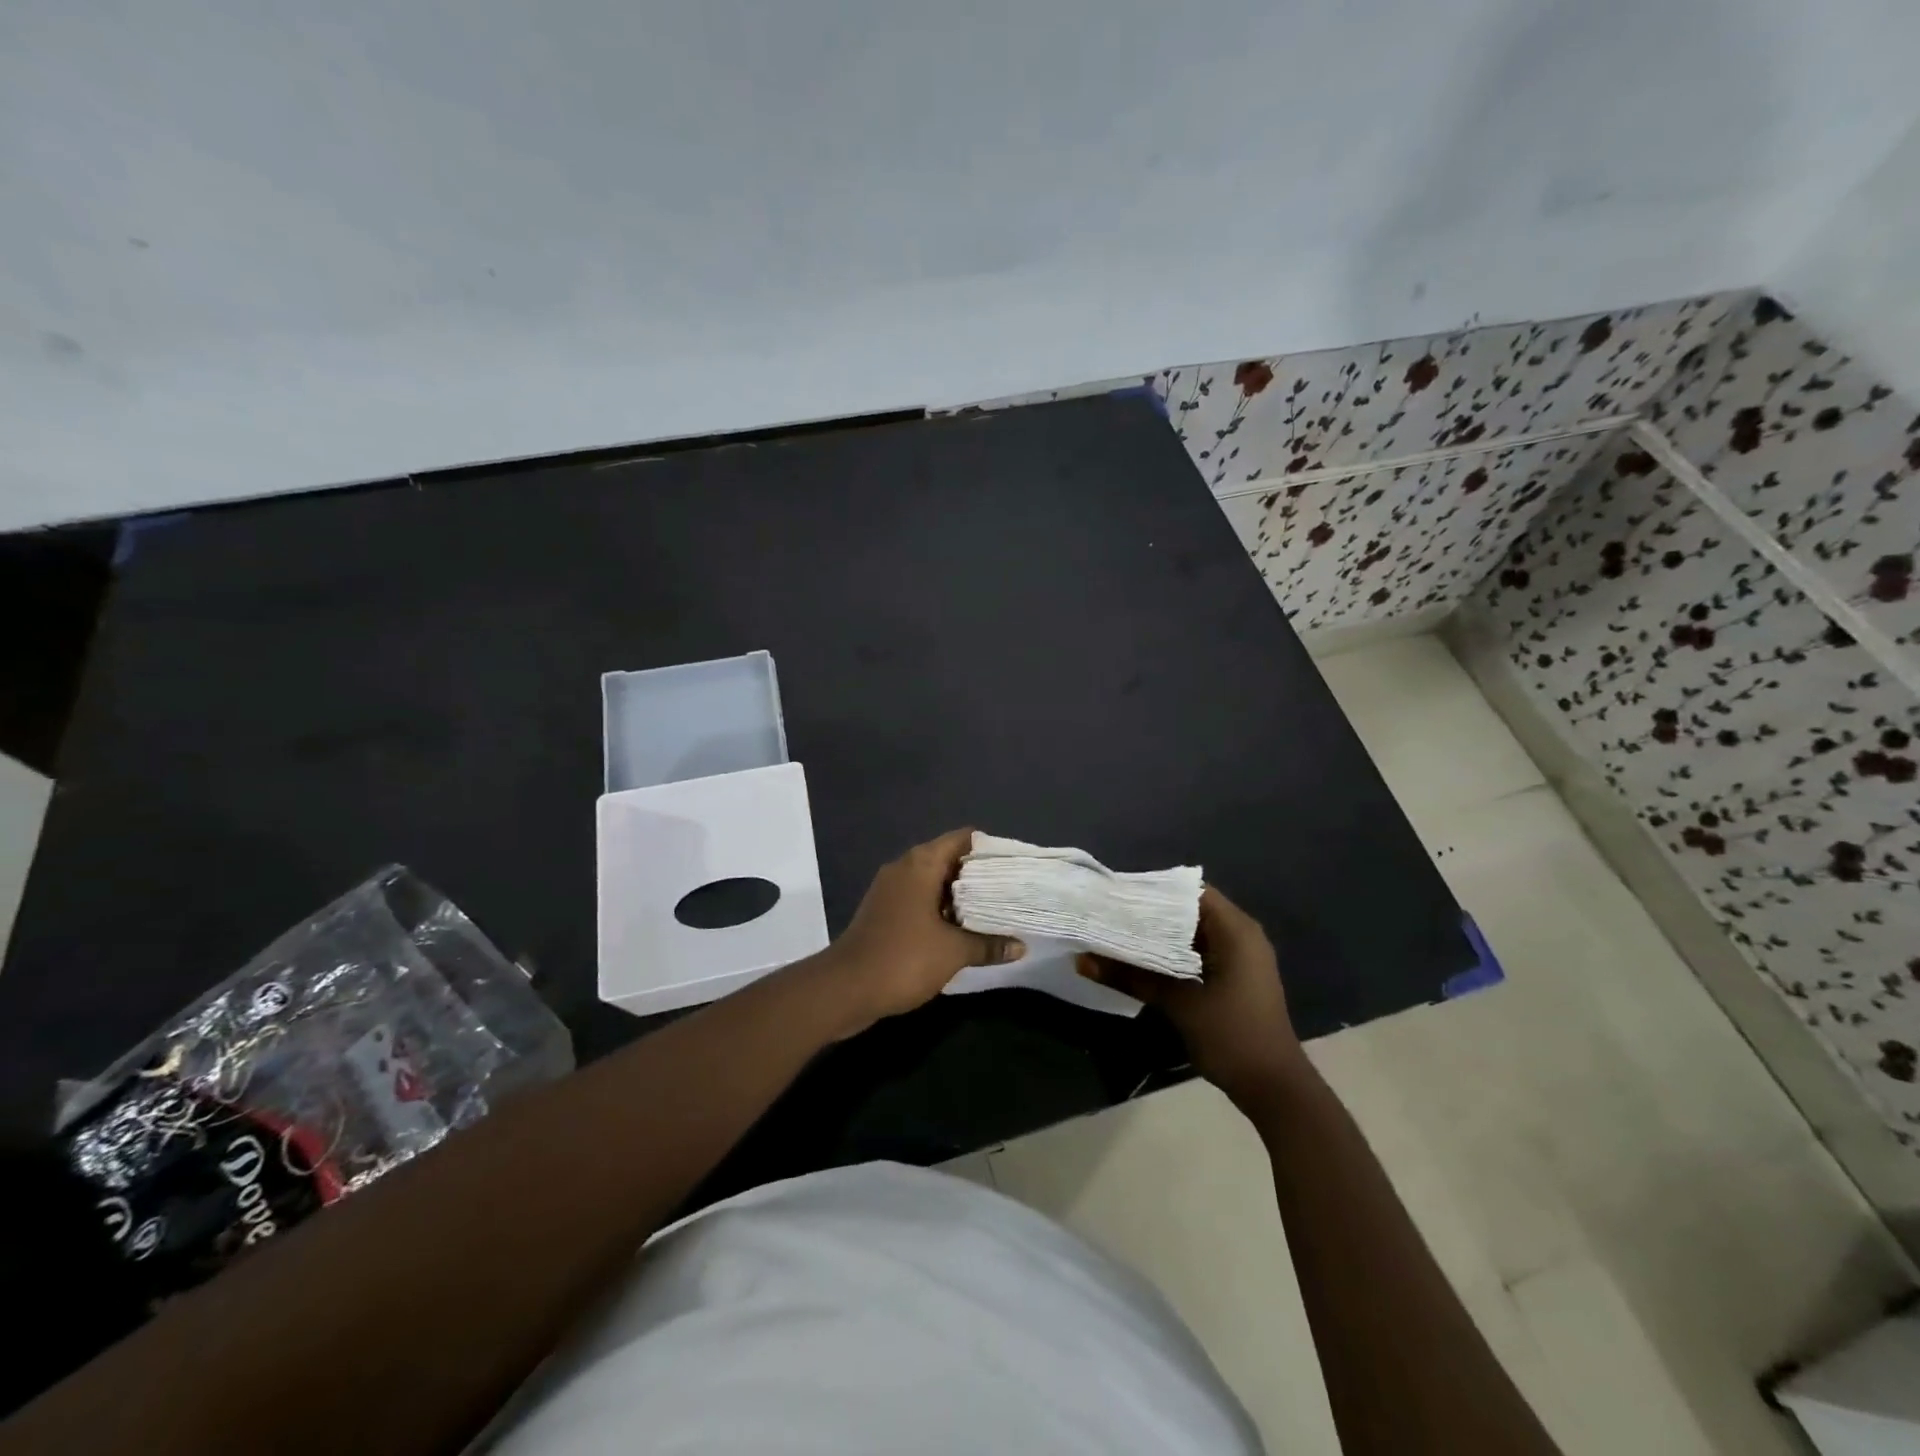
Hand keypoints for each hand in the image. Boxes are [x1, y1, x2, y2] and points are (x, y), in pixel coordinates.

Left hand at [819, 829, 1024, 1030]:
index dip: (990, 850)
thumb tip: (1020, 947)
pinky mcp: (884, 911)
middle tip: (1010, 892)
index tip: (1014, 868)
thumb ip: (988, 944)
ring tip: (993, 912)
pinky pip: (919, 900)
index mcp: (921, 864)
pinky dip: (941, 910)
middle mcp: (904, 868)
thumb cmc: (903, 958)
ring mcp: (891, 890)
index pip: (962, 839)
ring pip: (934, 882)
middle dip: (979, 876)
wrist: (845, 988)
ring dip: (960, 897)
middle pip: (949, 859)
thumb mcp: (953, 952)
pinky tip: (962, 931)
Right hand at [1078, 886, 1304, 1104]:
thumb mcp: (1178, 1004)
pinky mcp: (1234, 978)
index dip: (1154, 890)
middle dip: (1152, 913)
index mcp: (1236, 930)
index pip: (1190, 892)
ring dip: (1161, 935)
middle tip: (1111, 914)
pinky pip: (1200, 952)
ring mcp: (1241, 958)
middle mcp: (1242, 936)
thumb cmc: (1232, 1036)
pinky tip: (1142, 960)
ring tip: (1118, 933)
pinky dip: (1173, 953)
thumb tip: (1082, 960)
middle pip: (1190, 910)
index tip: (1118, 895)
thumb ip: (1131, 977)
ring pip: (1193, 933)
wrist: (1274, 1089)